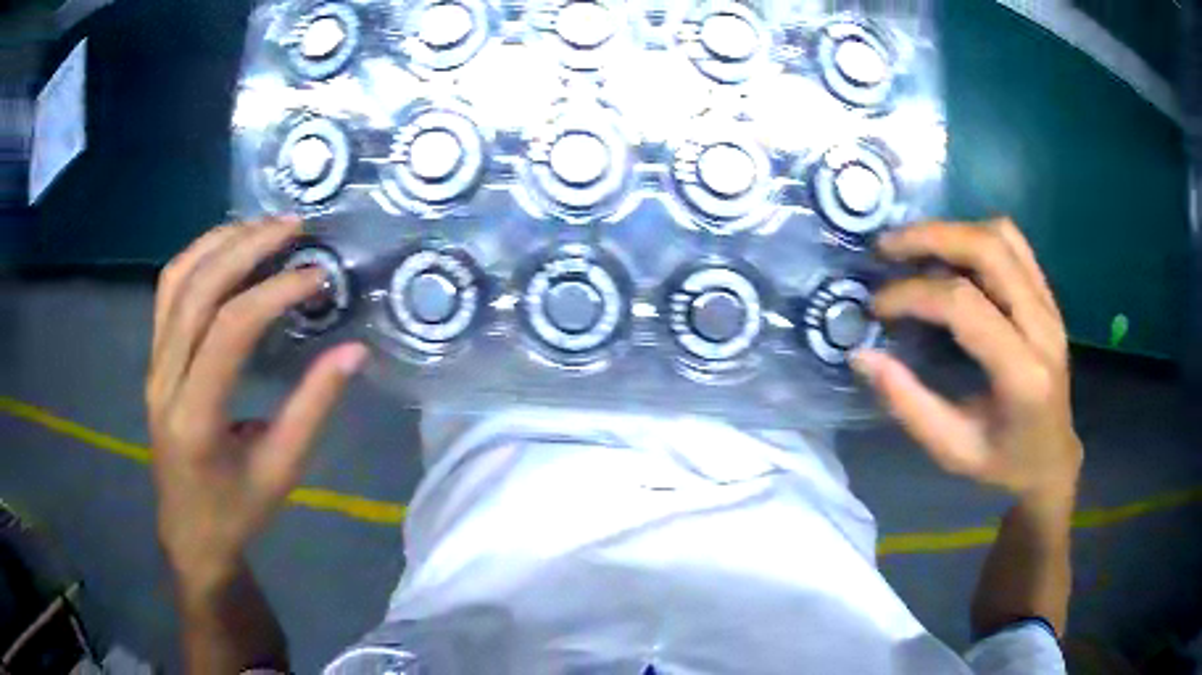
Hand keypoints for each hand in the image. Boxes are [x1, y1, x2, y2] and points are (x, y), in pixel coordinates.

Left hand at [146, 216, 367, 590]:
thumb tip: (352, 352)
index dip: (274, 292)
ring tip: (264, 225)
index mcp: (195, 418)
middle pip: (197, 290)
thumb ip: (313, 408)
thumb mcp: (282, 470)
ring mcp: (154, 365)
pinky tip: (229, 248)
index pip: (229, 329)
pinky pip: (168, 292)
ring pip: (176, 280)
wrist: (189, 533)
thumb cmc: (237, 512)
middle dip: (247, 247)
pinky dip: (198, 257)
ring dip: (220, 242)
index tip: (318, 276)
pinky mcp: (154, 359)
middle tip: (295, 227)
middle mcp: (164, 380)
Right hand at [853, 218, 1082, 502]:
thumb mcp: (951, 450)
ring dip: (953, 231)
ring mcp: (1050, 305)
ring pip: (1002, 236)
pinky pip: (1013, 244)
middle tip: (886, 248)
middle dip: (930, 238)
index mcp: (1023, 374)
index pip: (964, 305)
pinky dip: (975, 236)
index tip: (877, 307)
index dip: (914, 294)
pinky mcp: (1048, 296)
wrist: (1052, 458)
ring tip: (915, 247)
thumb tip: (862, 356)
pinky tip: (951, 255)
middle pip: (988, 249)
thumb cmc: (1003, 463)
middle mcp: (1043, 327)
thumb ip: (909, 404)